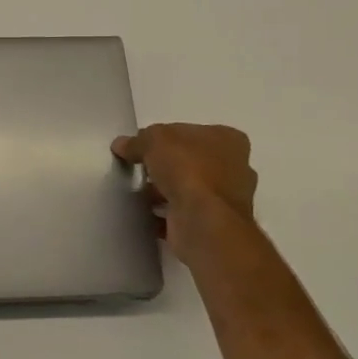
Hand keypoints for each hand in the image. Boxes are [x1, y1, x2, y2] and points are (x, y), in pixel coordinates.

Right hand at [112, 123, 259, 269]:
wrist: (203, 223)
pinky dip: (166, 215)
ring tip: (138, 193)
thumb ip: (138, 141)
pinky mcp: (214, 226)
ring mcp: (226, 200)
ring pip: (189, 189)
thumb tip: (121, 145)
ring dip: (165, 192)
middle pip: (191, 161)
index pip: (192, 132)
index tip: (143, 146)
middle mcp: (235, 168)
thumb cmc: (188, 170)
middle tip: (140, 169)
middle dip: (167, 167)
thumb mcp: (154, 140)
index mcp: (229, 140)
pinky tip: (145, 214)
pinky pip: (184, 215)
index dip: (165, 137)